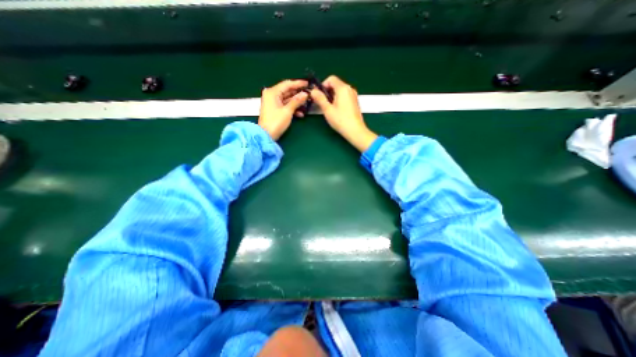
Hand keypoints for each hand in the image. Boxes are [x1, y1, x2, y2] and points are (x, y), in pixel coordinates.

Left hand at [256, 80, 308, 138]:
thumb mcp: (287, 111)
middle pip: (287, 91)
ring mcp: (272, 102)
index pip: (287, 84)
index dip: (298, 83)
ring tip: (307, 104)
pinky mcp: (274, 109)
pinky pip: (285, 105)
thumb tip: (305, 94)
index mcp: (272, 92)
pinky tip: (300, 113)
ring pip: (287, 99)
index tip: (308, 84)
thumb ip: (297, 101)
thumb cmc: (276, 122)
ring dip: (296, 102)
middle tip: (309, 94)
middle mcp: (271, 95)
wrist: (266, 135)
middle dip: (298, 93)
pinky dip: (292, 108)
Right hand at [310, 75, 376, 151]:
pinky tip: (336, 111)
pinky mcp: (355, 102)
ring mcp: (354, 96)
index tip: (319, 95)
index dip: (323, 85)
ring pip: (340, 91)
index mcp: (343, 88)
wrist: (355, 131)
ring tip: (329, 108)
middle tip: (322, 103)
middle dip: (327, 92)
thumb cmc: (341, 120)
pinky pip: (345, 96)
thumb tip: (313, 91)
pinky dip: (338, 100)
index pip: (331, 78)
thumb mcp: (327, 109)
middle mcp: (350, 89)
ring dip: (332, 97)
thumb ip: (319, 98)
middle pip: (336, 84)